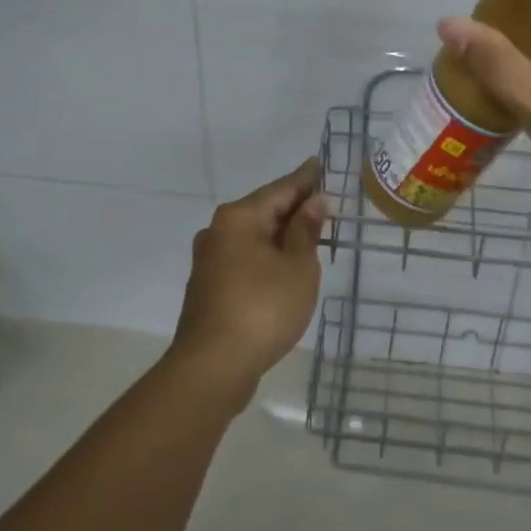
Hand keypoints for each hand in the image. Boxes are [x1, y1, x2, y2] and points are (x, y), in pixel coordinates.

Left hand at [170, 158, 327, 404]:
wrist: (212, 367)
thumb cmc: (262, 309)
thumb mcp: (297, 267)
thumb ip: (306, 231)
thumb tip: (314, 201)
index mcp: (239, 218)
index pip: (280, 189)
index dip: (304, 178)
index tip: (319, 163)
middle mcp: (218, 231)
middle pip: (263, 210)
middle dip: (293, 206)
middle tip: (322, 199)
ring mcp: (209, 260)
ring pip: (253, 236)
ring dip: (280, 233)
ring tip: (309, 231)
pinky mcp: (209, 287)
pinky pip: (245, 257)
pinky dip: (267, 254)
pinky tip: (283, 264)